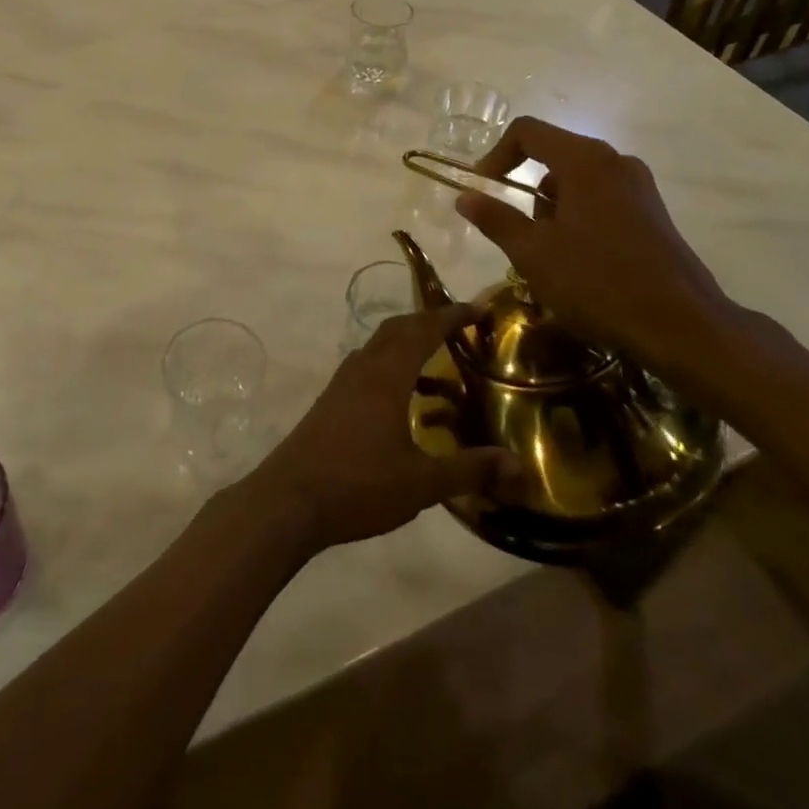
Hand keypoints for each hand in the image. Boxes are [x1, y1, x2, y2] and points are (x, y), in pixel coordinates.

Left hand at [243, 304, 517, 552]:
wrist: (290, 500)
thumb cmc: (359, 484)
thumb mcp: (421, 483)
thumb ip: (469, 470)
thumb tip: (518, 464)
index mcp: (386, 375)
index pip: (423, 330)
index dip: (451, 316)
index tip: (478, 308)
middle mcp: (363, 368)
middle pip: (398, 329)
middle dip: (429, 323)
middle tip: (461, 329)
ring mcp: (342, 383)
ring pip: (379, 347)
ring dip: (408, 345)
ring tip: (440, 366)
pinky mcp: (331, 401)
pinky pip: (367, 368)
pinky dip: (391, 368)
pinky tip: (404, 402)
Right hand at [454, 117, 793, 407]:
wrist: (682, 326)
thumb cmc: (598, 282)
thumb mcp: (532, 253)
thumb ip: (495, 218)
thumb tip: (464, 196)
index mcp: (585, 160)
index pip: (527, 131)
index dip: (496, 155)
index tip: (483, 190)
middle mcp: (614, 161)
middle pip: (553, 154)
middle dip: (526, 189)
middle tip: (518, 234)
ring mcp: (639, 186)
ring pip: (576, 179)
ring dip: (552, 207)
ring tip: (549, 256)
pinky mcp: (652, 211)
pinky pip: (601, 197)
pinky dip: (578, 217)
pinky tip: (580, 261)